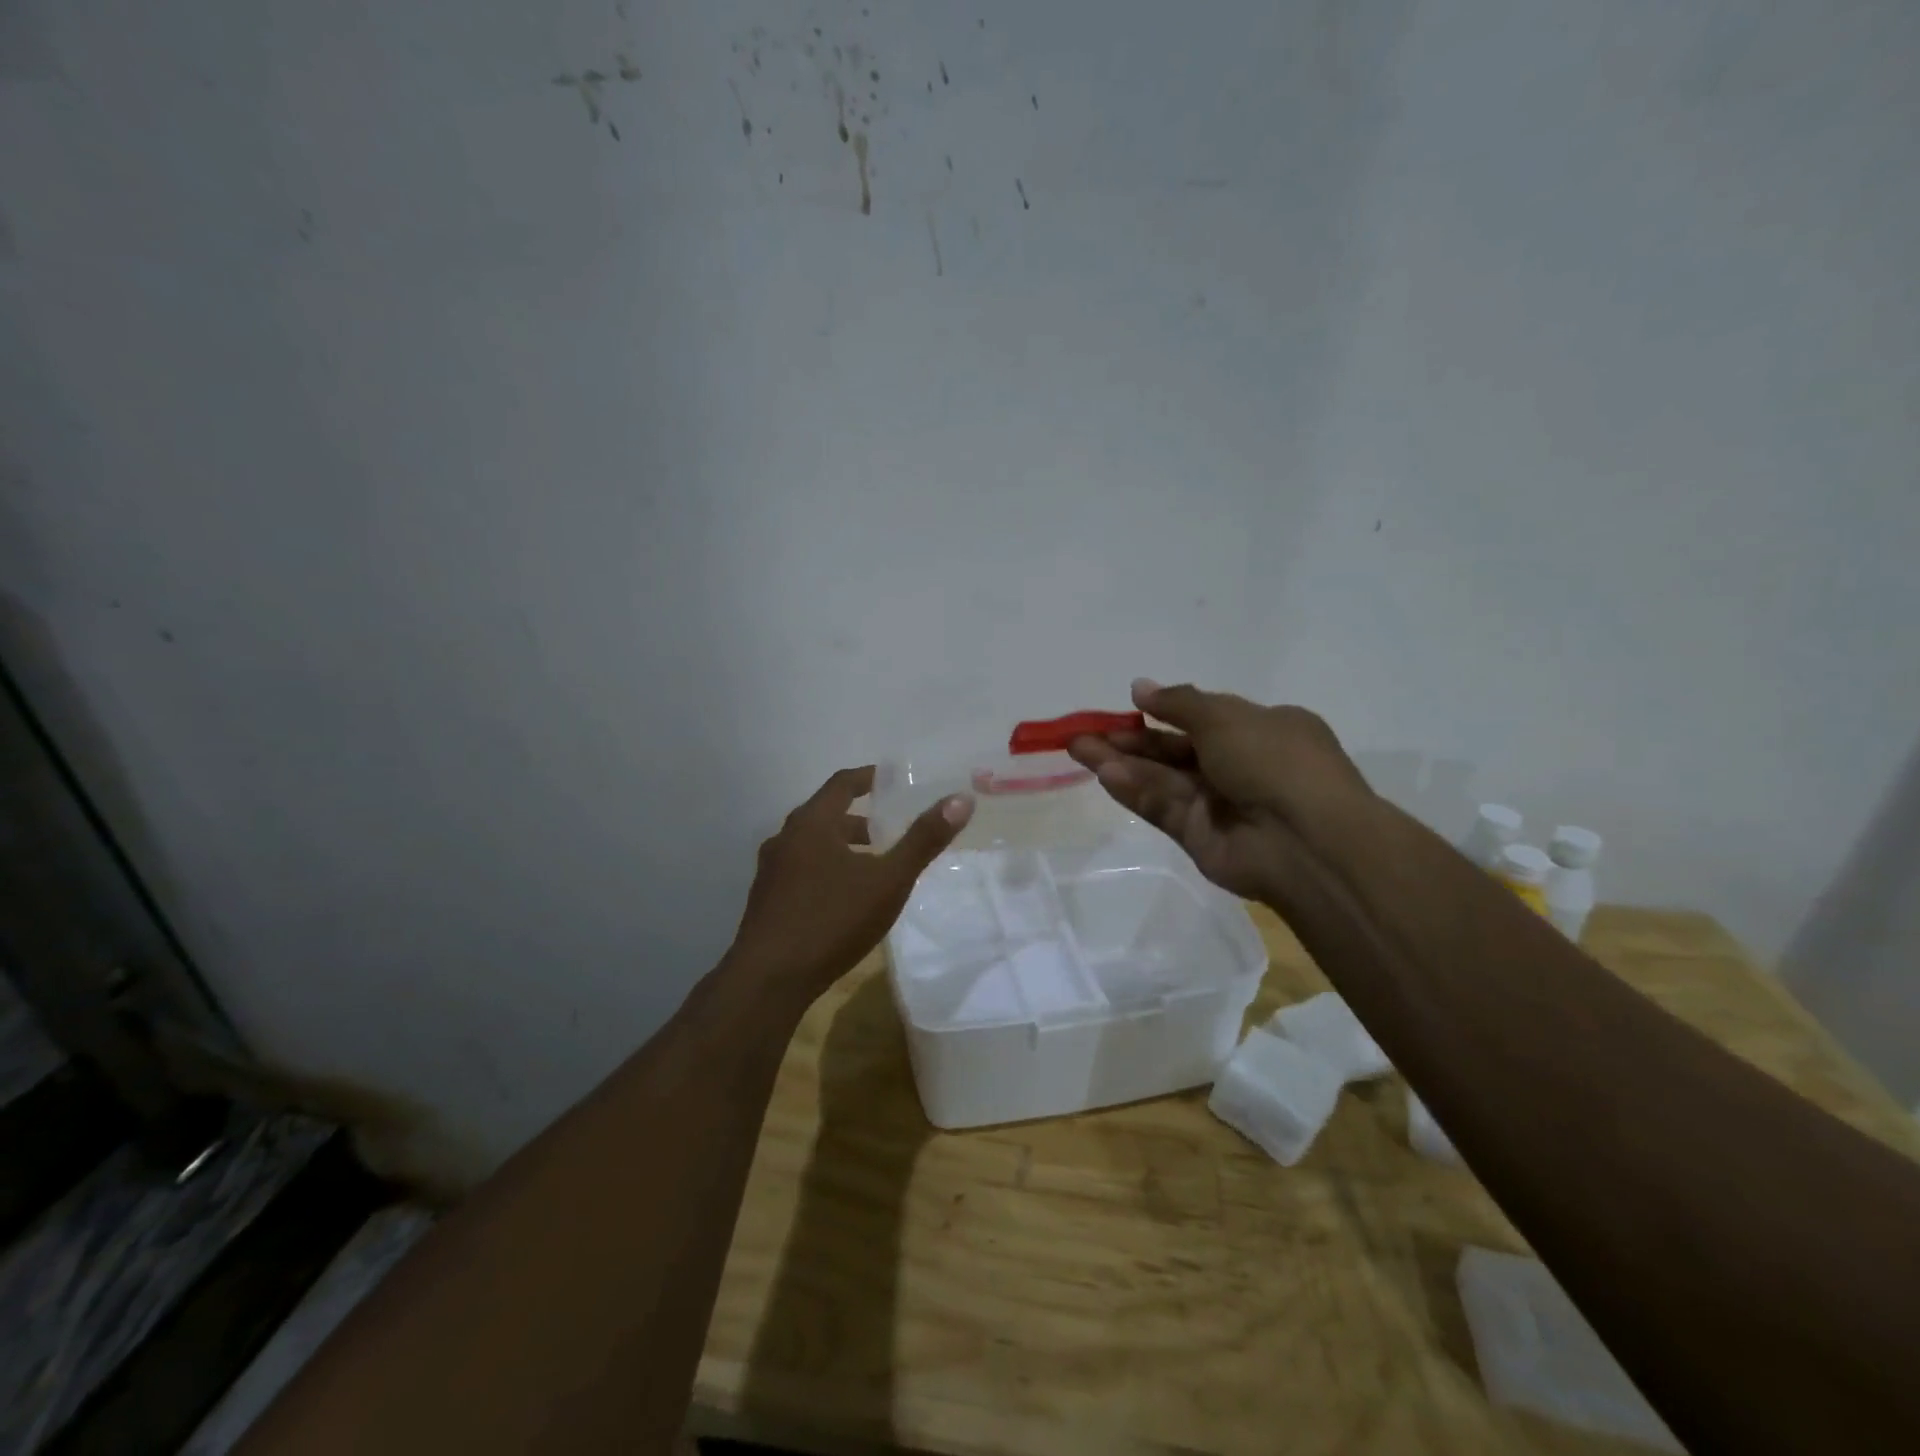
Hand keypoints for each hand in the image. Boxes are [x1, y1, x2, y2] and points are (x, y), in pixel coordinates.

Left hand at [726, 766, 973, 1006]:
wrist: (769, 980)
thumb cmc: (832, 920)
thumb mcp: (889, 880)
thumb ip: (924, 840)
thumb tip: (961, 799)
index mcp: (811, 823)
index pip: (842, 783)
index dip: (869, 777)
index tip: (892, 781)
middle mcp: (785, 838)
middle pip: (825, 814)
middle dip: (859, 818)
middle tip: (889, 830)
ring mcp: (770, 871)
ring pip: (811, 845)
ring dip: (841, 846)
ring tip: (871, 866)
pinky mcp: (765, 901)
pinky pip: (801, 870)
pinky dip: (825, 869)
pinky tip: (843, 899)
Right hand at [1067, 679, 1368, 901]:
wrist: (1306, 841)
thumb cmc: (1274, 761)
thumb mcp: (1226, 717)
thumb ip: (1178, 703)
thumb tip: (1139, 686)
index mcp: (1260, 730)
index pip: (1204, 718)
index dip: (1164, 711)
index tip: (1127, 704)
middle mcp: (1239, 766)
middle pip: (1173, 750)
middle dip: (1129, 739)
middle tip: (1083, 733)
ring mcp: (1218, 804)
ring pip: (1161, 779)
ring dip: (1121, 763)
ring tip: (1078, 748)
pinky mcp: (1199, 837)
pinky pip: (1163, 808)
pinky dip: (1136, 792)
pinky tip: (1105, 776)